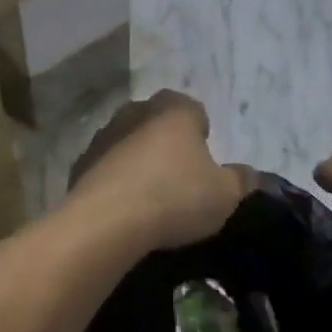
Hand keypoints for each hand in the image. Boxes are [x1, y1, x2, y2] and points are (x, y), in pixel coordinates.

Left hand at [65, 91, 249, 254]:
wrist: (106, 221)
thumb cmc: (175, 198)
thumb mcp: (225, 195)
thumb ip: (242, 180)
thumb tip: (250, 174)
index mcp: (175, 109)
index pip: (194, 109)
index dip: (202, 133)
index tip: (205, 162)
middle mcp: (137, 111)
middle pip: (158, 121)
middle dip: (168, 142)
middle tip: (180, 177)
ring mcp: (104, 135)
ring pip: (129, 141)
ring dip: (139, 159)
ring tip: (151, 195)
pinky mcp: (81, 162)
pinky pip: (107, 167)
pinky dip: (116, 180)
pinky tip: (124, 208)